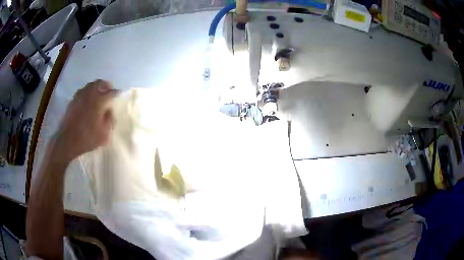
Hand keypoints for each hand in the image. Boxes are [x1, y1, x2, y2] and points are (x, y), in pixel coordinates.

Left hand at [54, 80, 117, 161]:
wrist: (68, 141)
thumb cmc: (87, 138)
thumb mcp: (104, 134)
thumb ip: (110, 120)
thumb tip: (110, 110)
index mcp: (100, 101)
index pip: (111, 93)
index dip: (116, 93)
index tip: (119, 95)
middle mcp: (90, 94)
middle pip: (100, 83)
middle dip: (106, 85)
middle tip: (109, 91)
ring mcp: (80, 96)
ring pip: (90, 85)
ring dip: (96, 87)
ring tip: (99, 93)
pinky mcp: (73, 100)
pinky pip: (83, 90)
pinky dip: (87, 91)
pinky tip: (88, 98)